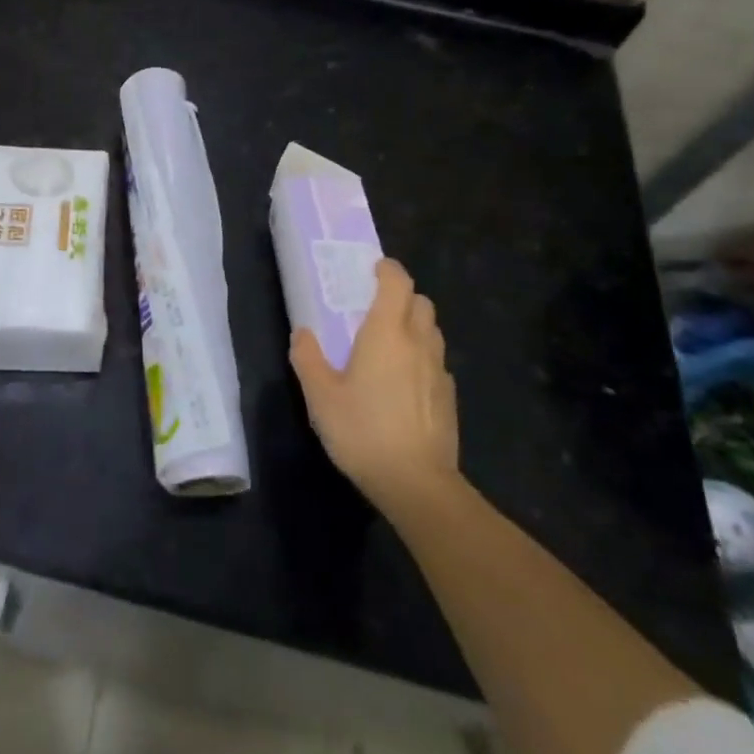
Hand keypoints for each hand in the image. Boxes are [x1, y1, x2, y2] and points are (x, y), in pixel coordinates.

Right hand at [290, 259, 460, 518]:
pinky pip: (437, 362)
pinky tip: (404, 384)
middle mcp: (418, 342)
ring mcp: (439, 370)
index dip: (387, 269)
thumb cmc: (362, 430)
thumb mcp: (320, 395)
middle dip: (402, 297)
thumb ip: (308, 358)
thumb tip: (303, 333)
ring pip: (432, 331)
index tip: (372, 270)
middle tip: (376, 310)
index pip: (397, 282)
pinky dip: (422, 359)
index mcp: (386, 332)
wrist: (417, 483)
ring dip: (415, 326)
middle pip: (421, 302)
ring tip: (390, 345)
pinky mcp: (450, 397)